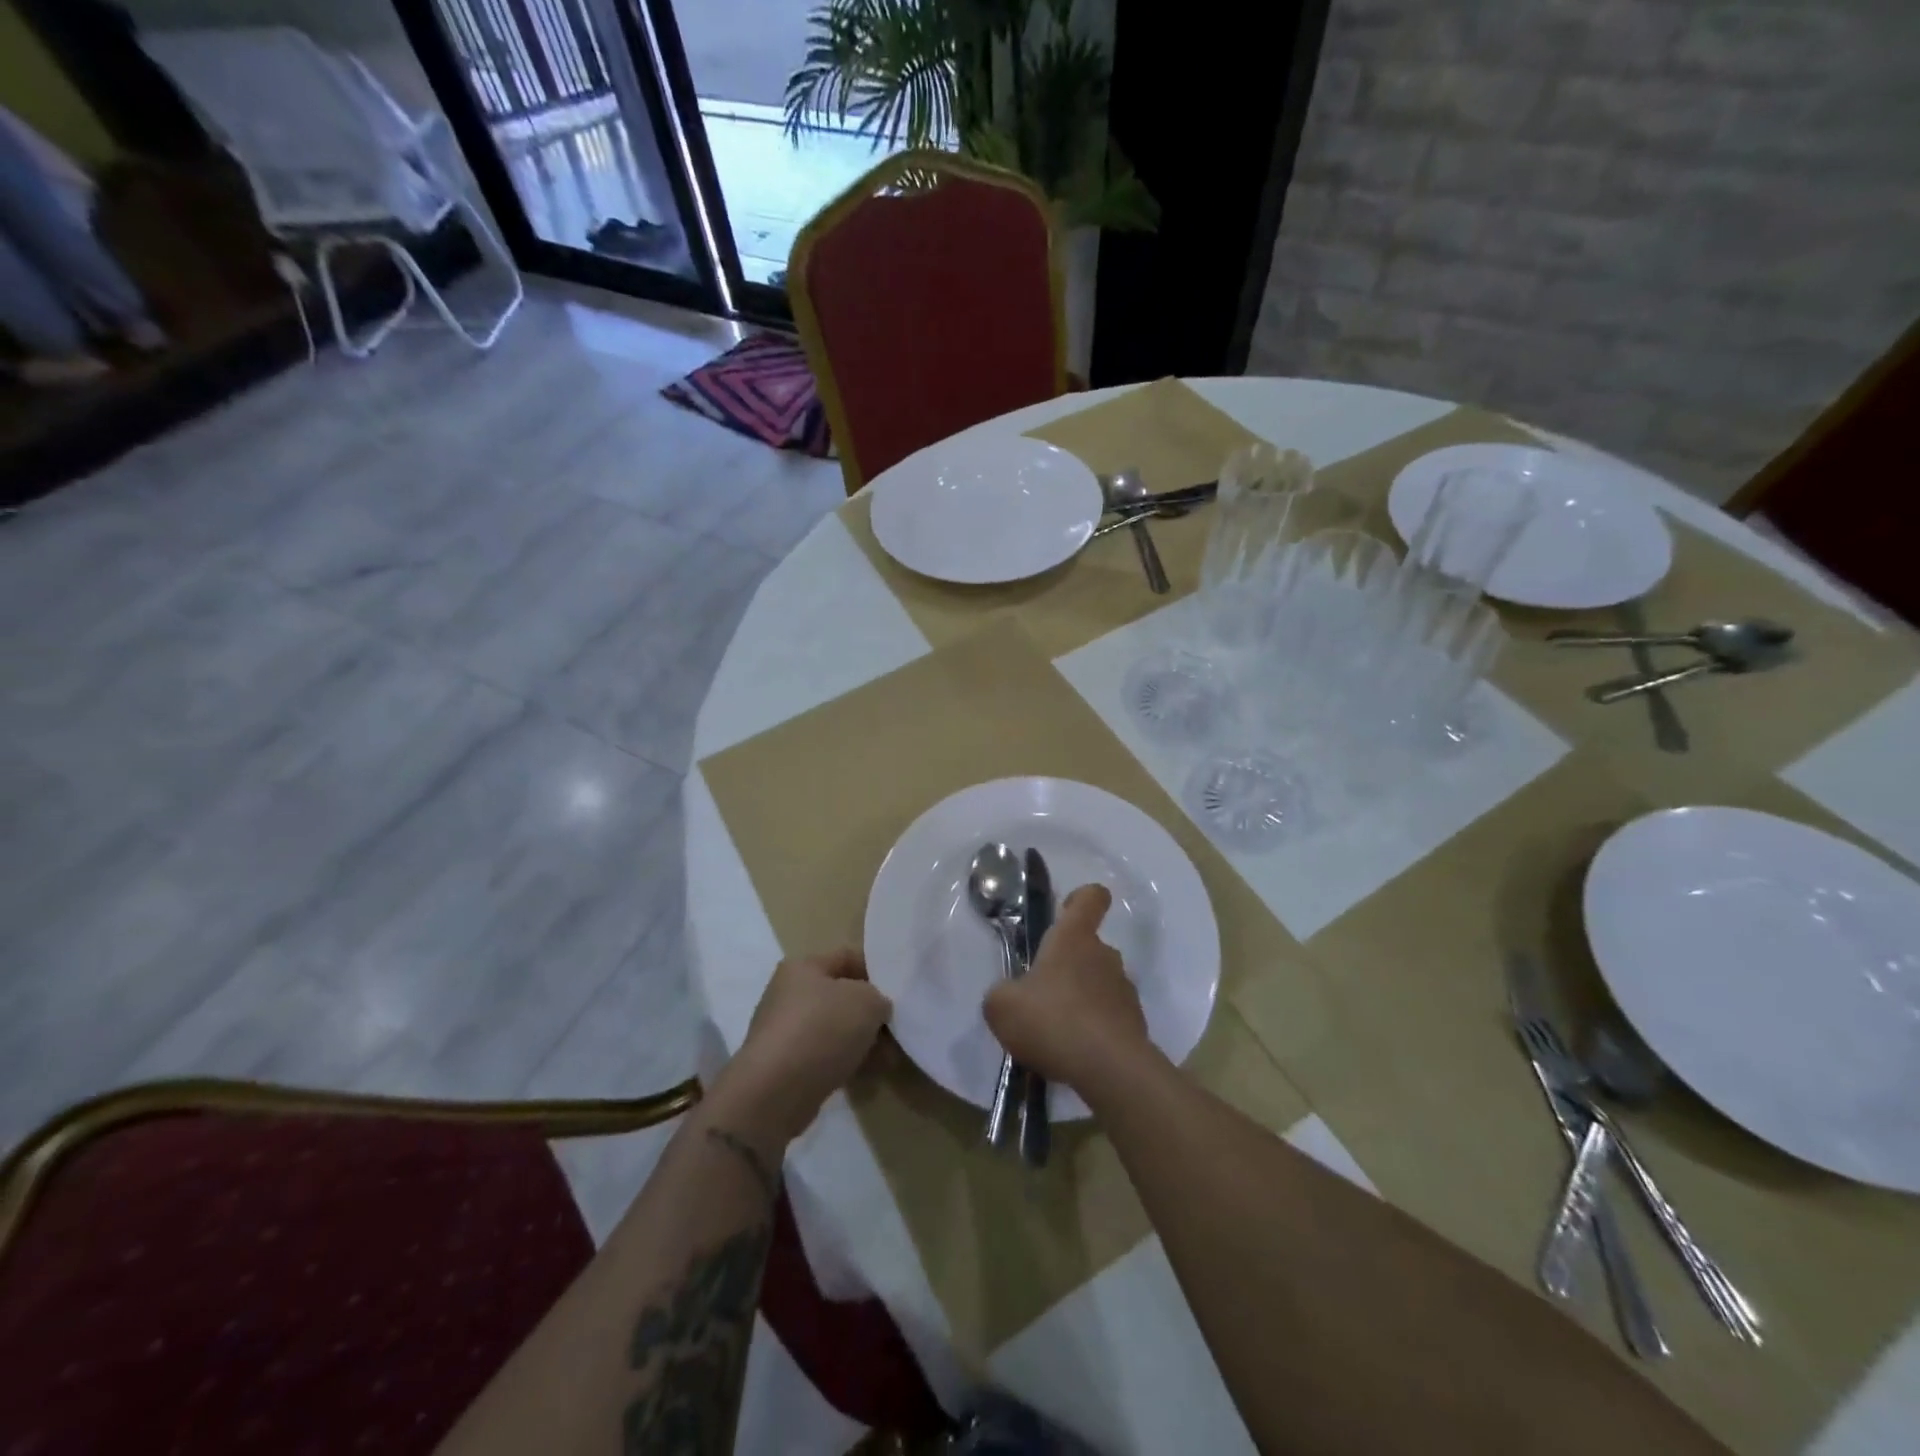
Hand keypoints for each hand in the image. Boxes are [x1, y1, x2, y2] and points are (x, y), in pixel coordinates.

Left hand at [718, 949, 892, 1143]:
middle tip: (895, 1029)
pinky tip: (868, 1075)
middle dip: (870, 1013)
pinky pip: (824, 1056)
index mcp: (803, 967)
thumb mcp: (867, 1002)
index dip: (876, 971)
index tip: (898, 992)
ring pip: (835, 1029)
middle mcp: (789, 994)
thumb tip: (876, 1010)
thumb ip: (879, 998)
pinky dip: (846, 1063)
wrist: (774, 1092)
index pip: (847, 957)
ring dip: (862, 1041)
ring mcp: (785, 1031)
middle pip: (841, 996)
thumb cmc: (822, 1030)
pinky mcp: (785, 1065)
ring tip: (889, 1059)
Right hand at [983, 885, 1150, 1092]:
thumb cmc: (1052, 1021)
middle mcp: (1104, 955)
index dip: (1080, 898)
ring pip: (1099, 983)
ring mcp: (1124, 989)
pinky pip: (1110, 1017)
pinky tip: (1075, 1053)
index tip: (1065, 910)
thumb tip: (1010, 996)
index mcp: (1073, 938)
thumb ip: (1001, 994)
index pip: (1091, 898)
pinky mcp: (1136, 1023)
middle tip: (1042, 995)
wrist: (1110, 1069)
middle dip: (1068, 966)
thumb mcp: (1001, 1006)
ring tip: (1057, 1032)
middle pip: (1089, 947)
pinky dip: (1094, 1029)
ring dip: (1081, 999)